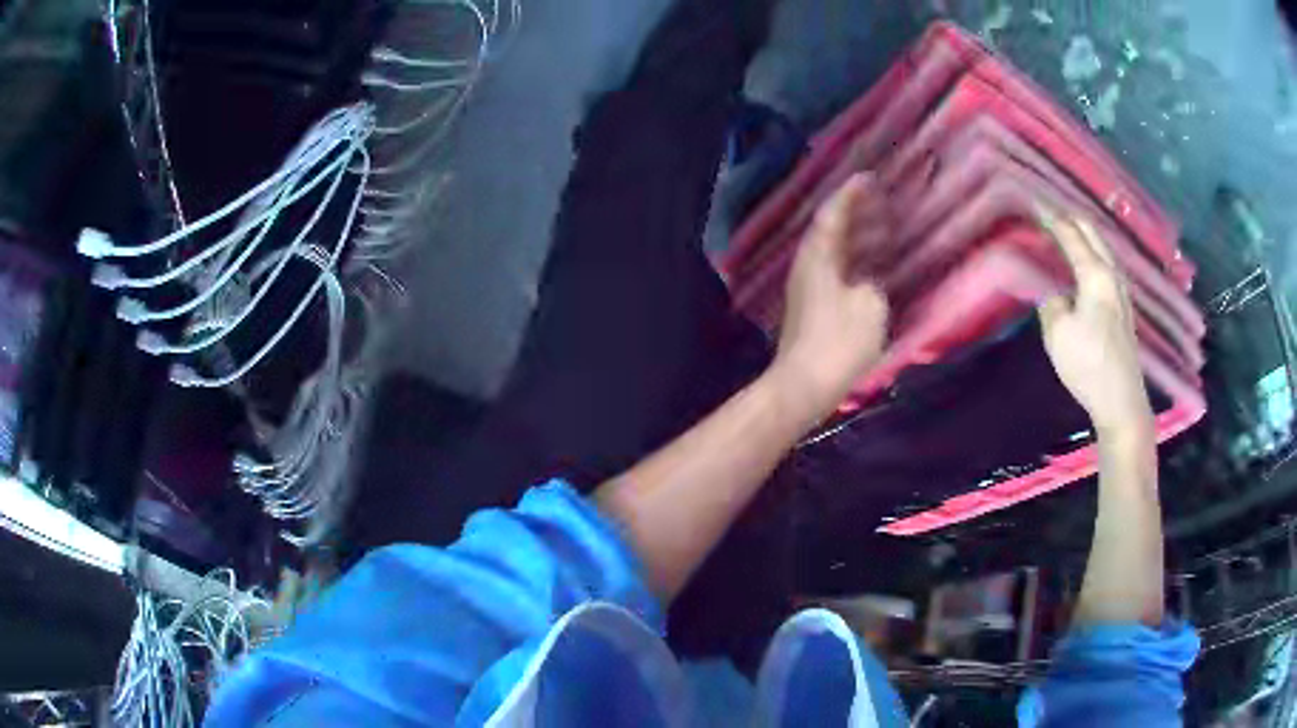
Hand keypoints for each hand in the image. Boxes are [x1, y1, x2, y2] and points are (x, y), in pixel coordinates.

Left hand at [772, 173, 891, 415]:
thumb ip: (871, 284)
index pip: (834, 213)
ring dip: (858, 239)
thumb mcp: (869, 306)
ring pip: (835, 252)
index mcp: (819, 256)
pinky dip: (856, 263)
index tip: (869, 178)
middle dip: (856, 213)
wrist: (803, 386)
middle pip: (832, 230)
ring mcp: (808, 288)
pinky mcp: (812, 309)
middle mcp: (808, 266)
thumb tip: (866, 284)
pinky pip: (837, 272)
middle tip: (882, 202)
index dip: (851, 194)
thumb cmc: (839, 343)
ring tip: (885, 232)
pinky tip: (872, 271)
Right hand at [1037, 210, 1153, 437]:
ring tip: (1066, 231)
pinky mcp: (1124, 308)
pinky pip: (1106, 265)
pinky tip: (1086, 262)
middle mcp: (1112, 274)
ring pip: (1102, 247)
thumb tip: (1055, 293)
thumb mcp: (1057, 333)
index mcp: (1095, 274)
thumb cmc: (1088, 364)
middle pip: (1092, 233)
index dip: (1052, 217)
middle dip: (1070, 217)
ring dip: (1084, 235)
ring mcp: (1122, 291)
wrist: (1122, 400)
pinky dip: (1092, 253)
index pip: (1071, 235)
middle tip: (1049, 211)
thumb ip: (1051, 303)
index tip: (1034, 202)